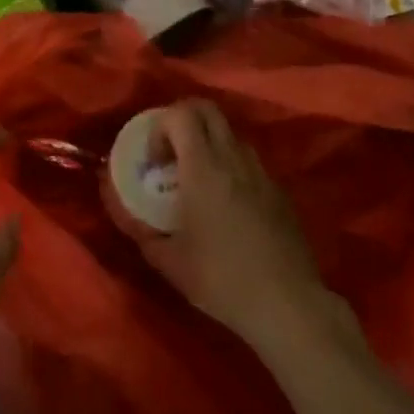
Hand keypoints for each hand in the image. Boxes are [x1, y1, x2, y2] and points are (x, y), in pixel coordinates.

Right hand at [128, 100, 339, 356]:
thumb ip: (143, 232)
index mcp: (203, 168)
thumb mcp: (170, 262)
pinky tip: (228, 203)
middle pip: (207, 109)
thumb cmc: (222, 279)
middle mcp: (233, 158)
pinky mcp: (279, 190)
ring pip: (231, 133)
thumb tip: (126, 215)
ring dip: (210, 142)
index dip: (161, 126)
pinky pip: (249, 160)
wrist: (287, 304)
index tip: (154, 160)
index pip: (181, 114)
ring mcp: (261, 171)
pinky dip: (232, 166)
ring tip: (199, 178)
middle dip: (183, 119)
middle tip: (172, 152)